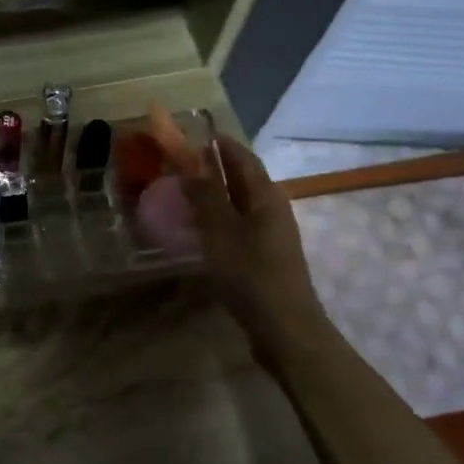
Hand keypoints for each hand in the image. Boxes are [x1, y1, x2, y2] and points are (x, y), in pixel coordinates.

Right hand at [182, 136, 329, 370]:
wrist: (285, 329)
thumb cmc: (251, 274)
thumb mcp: (221, 231)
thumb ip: (205, 196)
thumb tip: (191, 166)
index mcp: (265, 195)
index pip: (241, 156)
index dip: (218, 144)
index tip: (192, 134)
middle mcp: (272, 208)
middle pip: (242, 178)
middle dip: (213, 168)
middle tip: (179, 165)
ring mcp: (271, 234)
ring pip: (239, 204)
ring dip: (214, 195)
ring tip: (182, 195)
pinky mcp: (265, 257)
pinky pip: (238, 226)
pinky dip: (218, 220)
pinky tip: (198, 231)